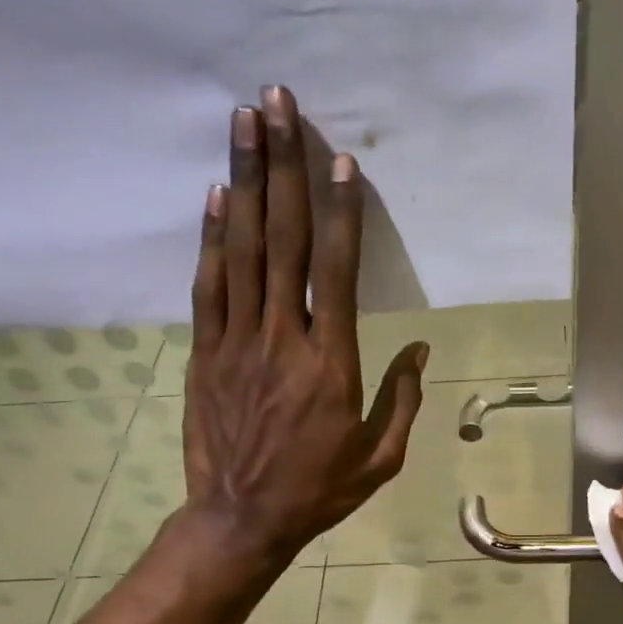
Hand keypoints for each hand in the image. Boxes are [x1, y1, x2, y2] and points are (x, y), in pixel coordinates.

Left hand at [181, 85, 426, 563]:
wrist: (241, 519)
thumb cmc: (318, 490)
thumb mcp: (379, 457)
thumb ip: (401, 398)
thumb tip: (418, 347)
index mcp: (331, 363)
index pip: (337, 272)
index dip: (342, 213)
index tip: (341, 161)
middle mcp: (282, 338)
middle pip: (284, 240)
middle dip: (284, 167)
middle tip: (277, 104)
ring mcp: (237, 341)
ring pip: (242, 250)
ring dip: (245, 182)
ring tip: (243, 123)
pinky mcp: (205, 352)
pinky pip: (209, 286)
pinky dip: (212, 238)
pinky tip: (218, 196)